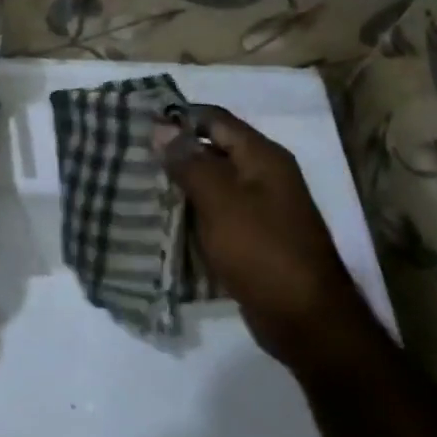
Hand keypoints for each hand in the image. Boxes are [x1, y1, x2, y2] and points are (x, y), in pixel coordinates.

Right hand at [156, 104, 374, 374]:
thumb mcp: (220, 200)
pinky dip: (189, 211)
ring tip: (136, 183)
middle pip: (212, 148)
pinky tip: (160, 216)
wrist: (305, 320)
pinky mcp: (251, 237)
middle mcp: (264, 175)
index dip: (178, 117)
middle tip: (131, 154)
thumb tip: (161, 127)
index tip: (138, 123)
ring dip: (178, 183)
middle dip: (174, 151)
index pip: (214, 119)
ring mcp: (260, 208)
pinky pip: (214, 212)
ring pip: (211, 182)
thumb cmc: (262, 250)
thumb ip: (189, 161)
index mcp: (262, 157)